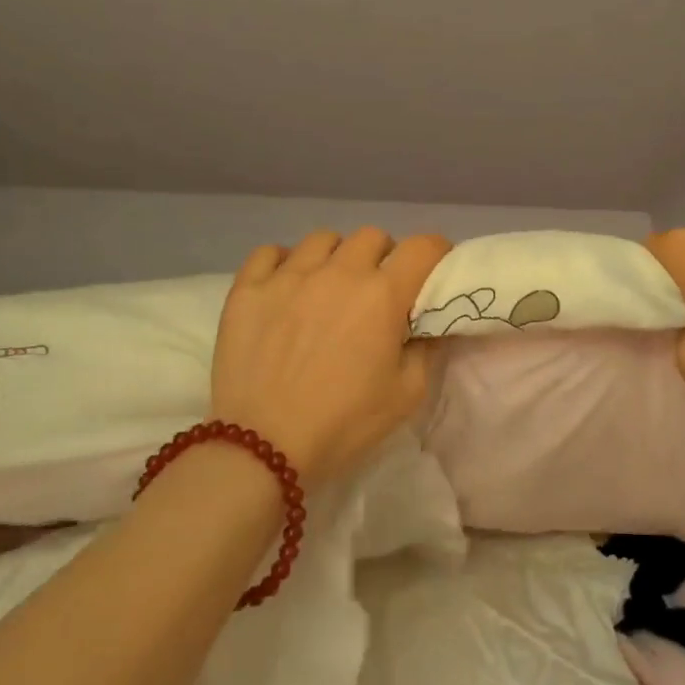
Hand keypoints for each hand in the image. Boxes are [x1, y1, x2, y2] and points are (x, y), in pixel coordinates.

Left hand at [211, 229, 451, 487]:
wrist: (263, 448)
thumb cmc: (344, 423)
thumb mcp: (407, 395)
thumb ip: (426, 350)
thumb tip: (428, 326)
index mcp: (383, 295)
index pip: (422, 247)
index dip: (436, 252)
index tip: (433, 271)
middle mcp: (339, 272)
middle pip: (373, 237)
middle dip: (385, 256)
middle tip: (379, 289)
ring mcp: (288, 276)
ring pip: (323, 239)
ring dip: (337, 256)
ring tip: (330, 286)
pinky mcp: (248, 289)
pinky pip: (269, 252)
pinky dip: (284, 262)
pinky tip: (287, 286)